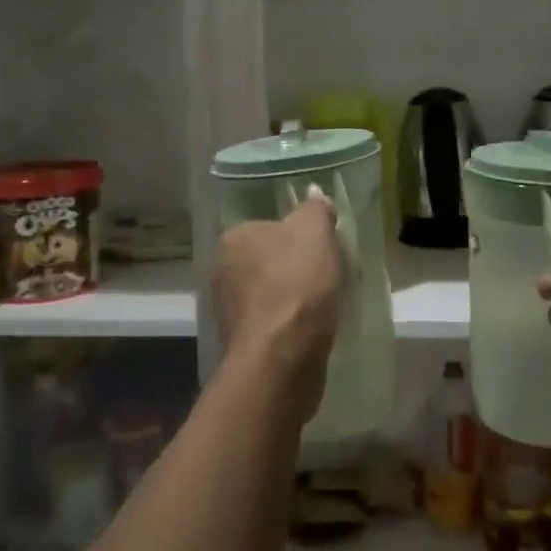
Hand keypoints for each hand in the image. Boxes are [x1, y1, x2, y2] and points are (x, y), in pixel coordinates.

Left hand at [213, 191, 341, 410]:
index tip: (321, 246)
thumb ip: (315, 209)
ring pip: (271, 292)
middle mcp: (222, 271)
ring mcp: (230, 310)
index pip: (266, 226)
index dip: (297, 234)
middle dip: (294, 266)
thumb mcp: (314, 231)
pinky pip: (274, 322)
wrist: (282, 356)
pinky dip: (291, 322)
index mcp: (233, 238)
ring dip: (294, 297)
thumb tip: (314, 193)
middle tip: (328, 272)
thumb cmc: (296, 283)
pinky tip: (313, 327)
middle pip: (268, 259)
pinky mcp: (244, 342)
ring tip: (325, 302)